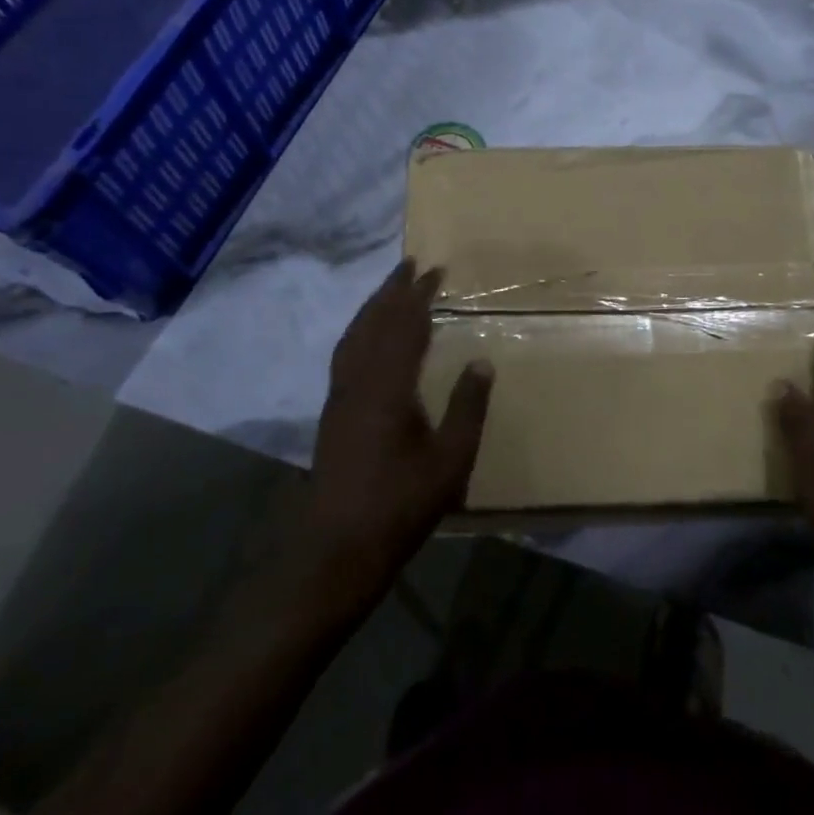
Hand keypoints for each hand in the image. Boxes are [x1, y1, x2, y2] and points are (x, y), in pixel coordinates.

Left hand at [300, 260, 492, 622]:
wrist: (336, 549)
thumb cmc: (400, 505)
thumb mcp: (450, 461)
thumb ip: (468, 408)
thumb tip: (481, 362)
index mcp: (388, 387)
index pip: (404, 326)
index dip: (419, 296)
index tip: (434, 270)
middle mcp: (357, 382)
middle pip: (373, 323)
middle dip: (392, 291)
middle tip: (410, 266)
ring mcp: (339, 398)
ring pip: (354, 337)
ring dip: (373, 308)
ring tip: (391, 291)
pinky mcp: (332, 414)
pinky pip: (346, 354)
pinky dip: (360, 332)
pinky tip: (369, 340)